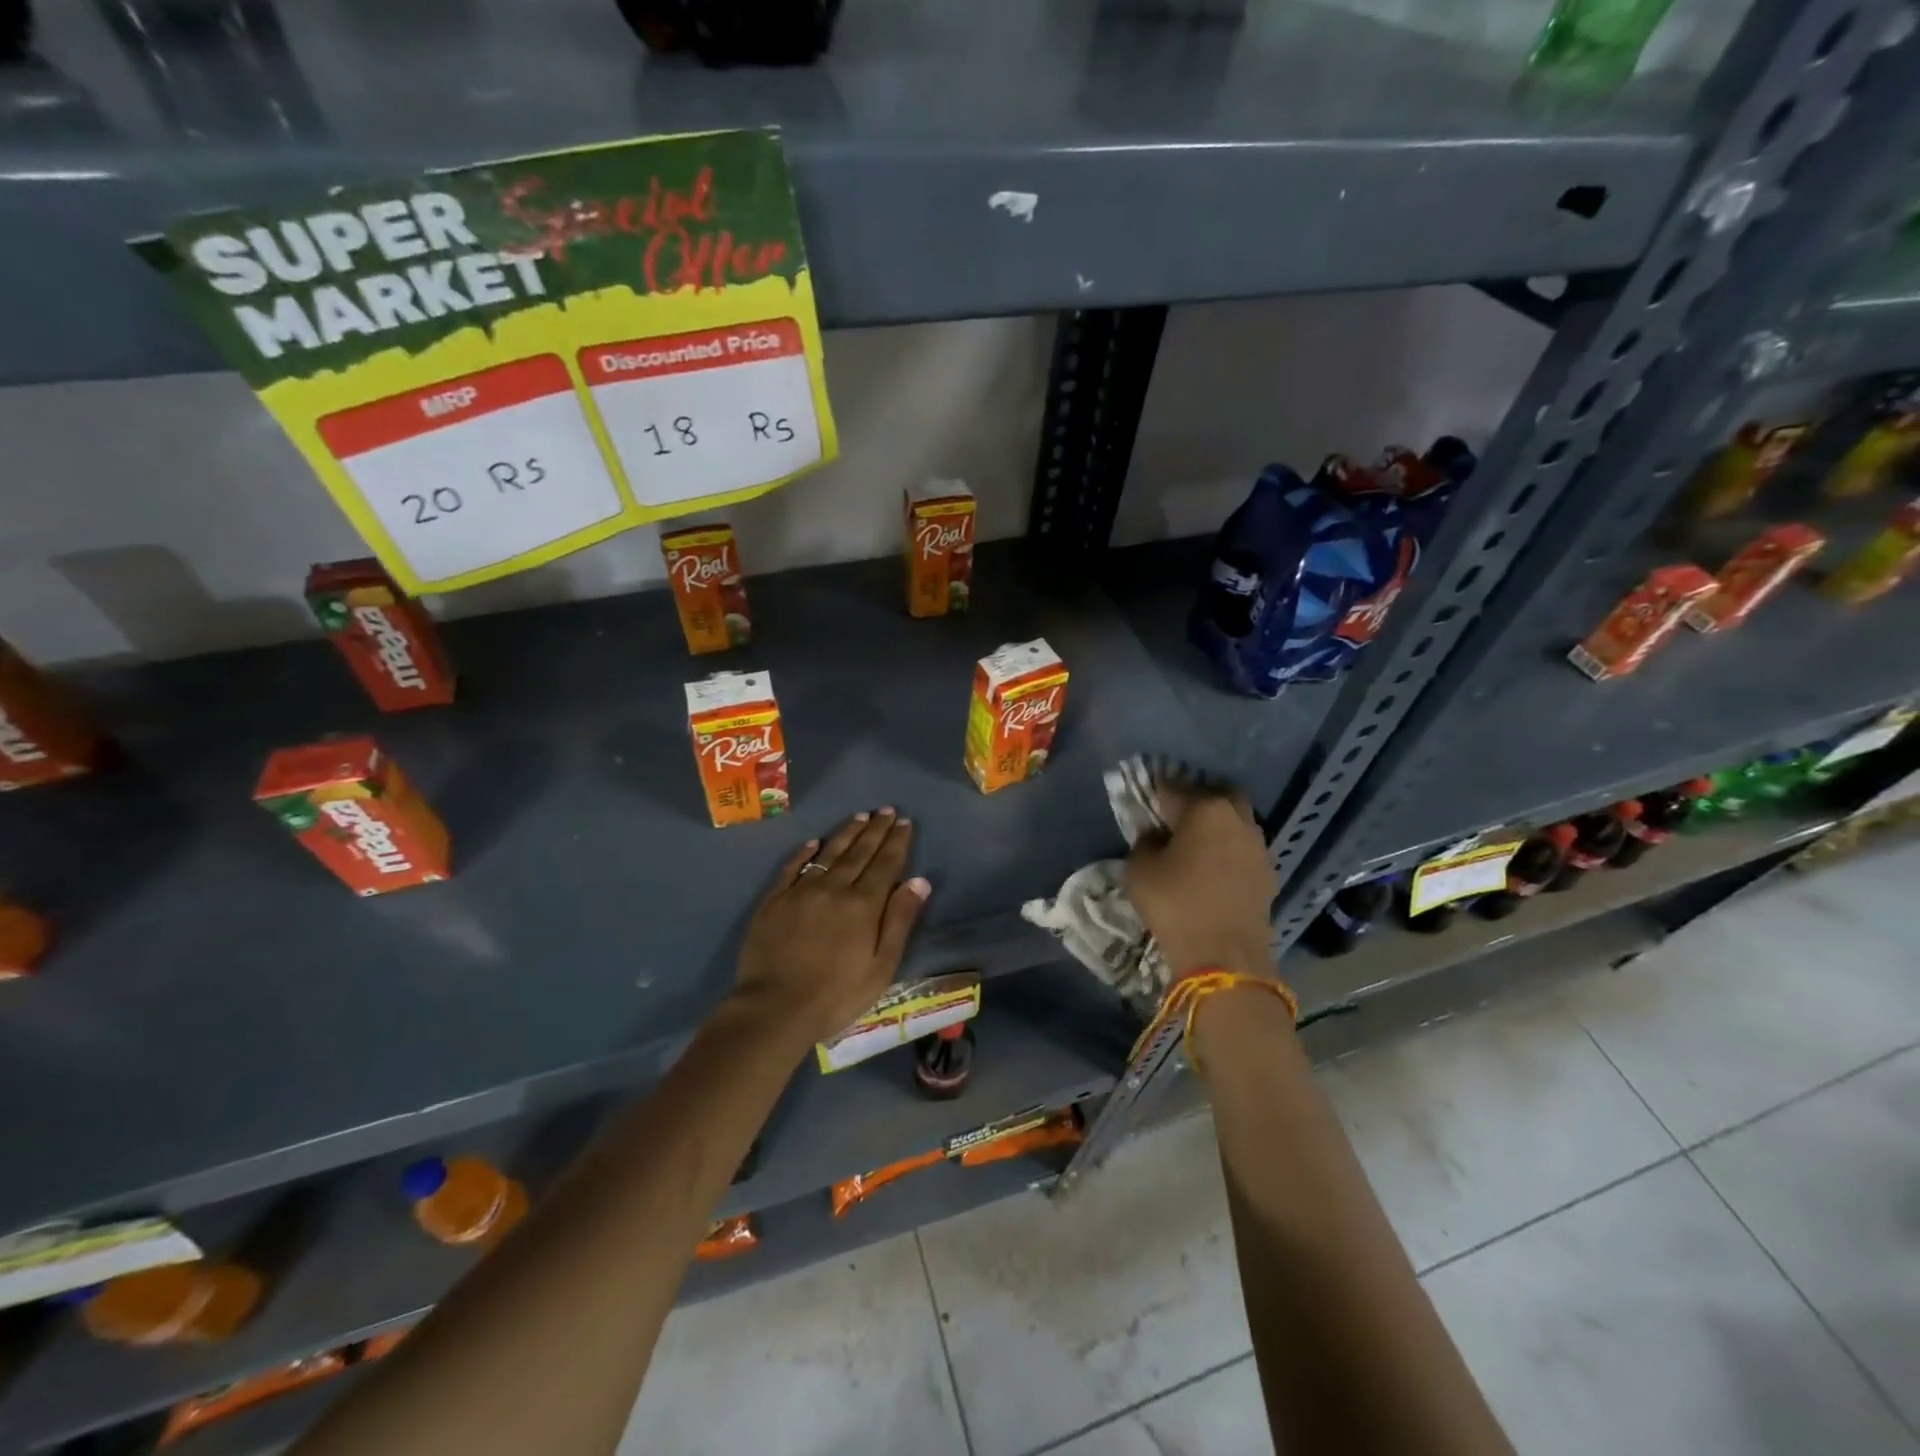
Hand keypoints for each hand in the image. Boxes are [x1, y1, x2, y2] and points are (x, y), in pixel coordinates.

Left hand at [730, 809, 931, 1047]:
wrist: (774, 1009)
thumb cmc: (836, 995)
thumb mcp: (881, 966)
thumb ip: (900, 920)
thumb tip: (919, 881)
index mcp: (864, 904)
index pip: (886, 864)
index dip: (897, 842)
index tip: (905, 822)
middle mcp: (834, 888)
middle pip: (859, 852)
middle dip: (876, 830)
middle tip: (886, 810)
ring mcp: (801, 891)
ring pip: (828, 853)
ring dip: (846, 833)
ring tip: (860, 816)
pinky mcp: (774, 900)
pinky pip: (792, 867)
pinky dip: (804, 852)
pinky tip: (813, 842)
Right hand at [1125, 790, 1277, 978]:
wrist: (1225, 957)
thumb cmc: (1176, 905)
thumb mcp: (1139, 870)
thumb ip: (1144, 843)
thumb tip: (1156, 838)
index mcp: (1206, 809)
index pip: (1173, 789)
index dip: (1154, 796)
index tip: (1143, 807)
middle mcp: (1238, 819)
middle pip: (1216, 797)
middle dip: (1195, 803)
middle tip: (1173, 822)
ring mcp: (1259, 847)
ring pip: (1235, 824)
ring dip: (1216, 829)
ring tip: (1193, 849)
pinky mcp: (1268, 875)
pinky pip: (1243, 851)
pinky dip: (1228, 854)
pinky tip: (1212, 872)